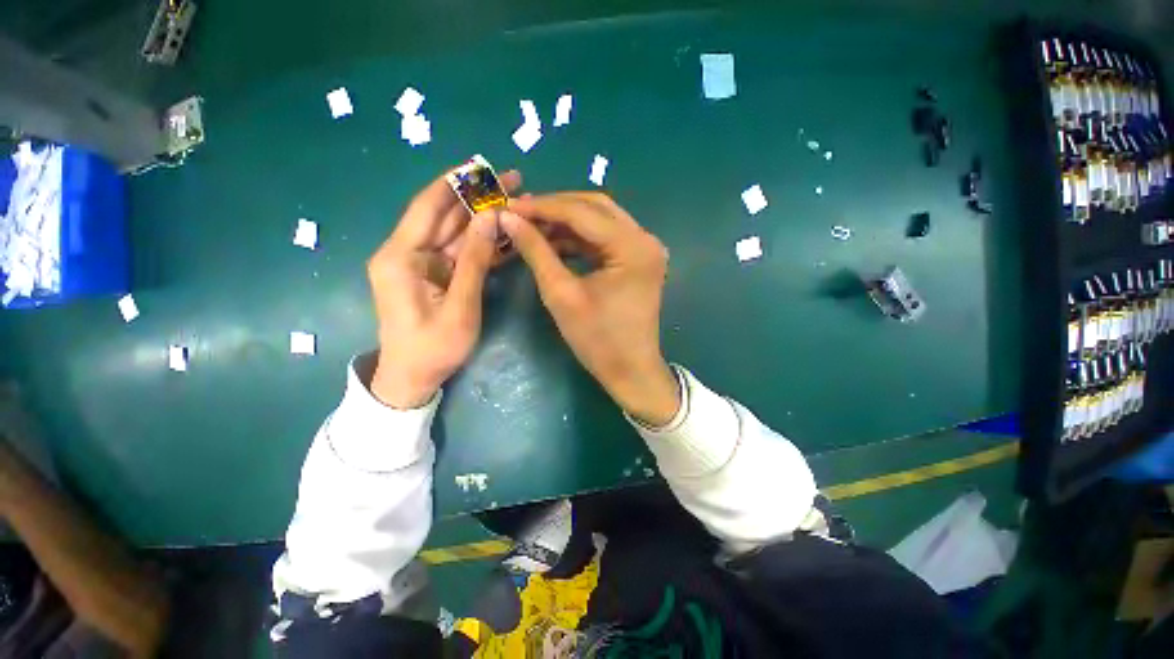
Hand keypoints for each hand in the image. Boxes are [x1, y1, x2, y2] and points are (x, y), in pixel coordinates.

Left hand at [368, 171, 520, 408]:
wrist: (412, 379)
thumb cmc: (432, 349)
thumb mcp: (460, 307)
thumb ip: (475, 261)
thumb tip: (492, 218)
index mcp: (401, 256)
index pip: (428, 205)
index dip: (455, 182)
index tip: (483, 164)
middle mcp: (406, 252)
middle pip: (444, 215)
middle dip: (477, 196)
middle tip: (511, 180)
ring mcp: (421, 263)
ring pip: (455, 232)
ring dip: (483, 217)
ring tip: (516, 200)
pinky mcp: (434, 275)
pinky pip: (460, 252)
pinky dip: (482, 243)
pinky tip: (506, 232)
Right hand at [501, 193, 679, 425]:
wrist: (630, 371)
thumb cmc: (598, 340)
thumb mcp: (561, 294)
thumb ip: (536, 251)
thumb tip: (508, 218)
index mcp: (633, 247)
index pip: (582, 212)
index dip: (542, 207)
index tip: (509, 206)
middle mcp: (645, 239)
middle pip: (595, 207)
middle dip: (555, 209)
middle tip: (521, 214)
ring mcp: (644, 249)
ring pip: (600, 220)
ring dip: (566, 223)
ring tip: (532, 229)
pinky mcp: (638, 260)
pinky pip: (605, 238)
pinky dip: (579, 239)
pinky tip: (554, 244)